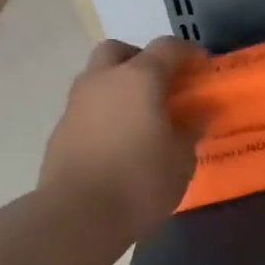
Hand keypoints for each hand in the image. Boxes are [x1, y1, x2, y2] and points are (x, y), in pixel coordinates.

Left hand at [40, 37, 203, 241]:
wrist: (76, 217)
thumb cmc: (140, 181)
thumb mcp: (181, 159)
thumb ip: (191, 129)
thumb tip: (199, 113)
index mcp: (139, 78)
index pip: (167, 47)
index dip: (189, 53)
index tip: (203, 66)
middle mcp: (103, 80)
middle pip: (120, 50)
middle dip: (142, 59)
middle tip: (162, 84)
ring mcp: (76, 103)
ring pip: (98, 76)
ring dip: (119, 85)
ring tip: (140, 114)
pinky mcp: (60, 129)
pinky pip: (87, 106)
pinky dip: (104, 111)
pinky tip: (118, 139)